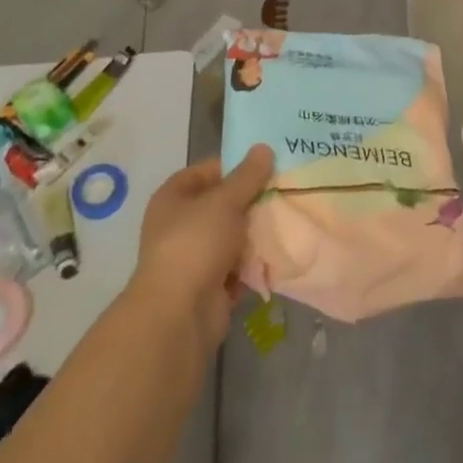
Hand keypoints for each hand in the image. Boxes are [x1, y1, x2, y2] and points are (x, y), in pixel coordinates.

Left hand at [130, 145, 273, 347]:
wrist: (180, 314)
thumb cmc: (196, 243)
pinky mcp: (210, 285)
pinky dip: (255, 261)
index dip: (236, 166)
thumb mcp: (225, 201)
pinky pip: (238, 265)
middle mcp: (180, 224)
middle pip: (222, 203)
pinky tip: (280, 251)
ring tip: (289, 219)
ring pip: (233, 235)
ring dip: (256, 231)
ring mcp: (195, 257)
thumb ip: (247, 176)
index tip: (268, 166)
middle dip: (252, 200)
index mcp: (173, 197)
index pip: (207, 171)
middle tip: (285, 191)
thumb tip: (264, 148)